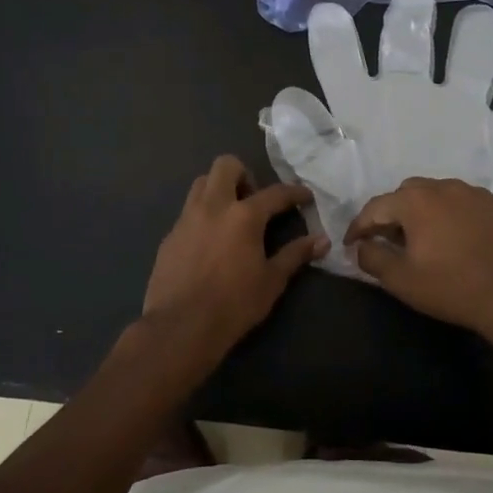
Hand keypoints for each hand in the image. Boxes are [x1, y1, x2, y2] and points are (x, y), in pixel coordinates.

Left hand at [144, 156, 325, 351]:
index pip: (275, 193)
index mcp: (244, 216)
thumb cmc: (233, 305)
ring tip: (231, 216)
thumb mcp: (271, 281)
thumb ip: (296, 255)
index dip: (294, 192)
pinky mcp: (170, 236)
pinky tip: (209, 242)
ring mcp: (187, 219)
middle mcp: (213, 207)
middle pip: (226, 165)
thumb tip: (323, 240)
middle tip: (254, 200)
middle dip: (244, 174)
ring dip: (219, 189)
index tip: (305, 197)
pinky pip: (188, 212)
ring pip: (201, 183)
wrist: (180, 327)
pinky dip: (203, 215)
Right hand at [345, 177, 492, 337]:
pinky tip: (450, 235)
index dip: (359, 227)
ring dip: (420, 210)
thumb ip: (372, 258)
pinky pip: (458, 200)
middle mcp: (441, 186)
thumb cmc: (449, 287)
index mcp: (415, 200)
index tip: (351, 244)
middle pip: (404, 194)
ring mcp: (469, 192)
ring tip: (420, 237)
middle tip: (387, 240)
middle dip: (390, 214)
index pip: (375, 207)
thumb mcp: (400, 279)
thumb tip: (361, 246)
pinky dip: (446, 211)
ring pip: (433, 193)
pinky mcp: (491, 203)